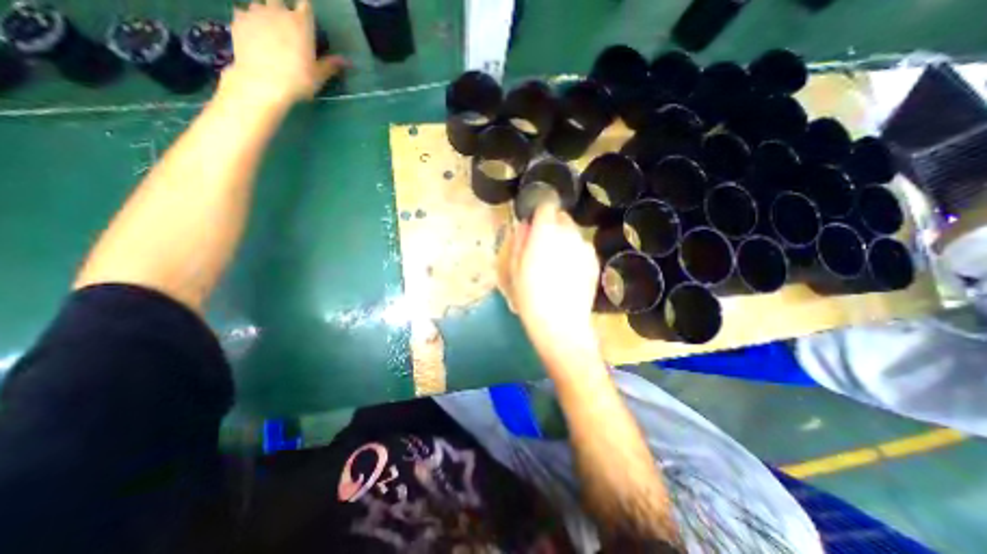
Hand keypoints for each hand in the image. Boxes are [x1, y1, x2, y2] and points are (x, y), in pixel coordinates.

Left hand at [224, 0, 347, 103]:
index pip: (305, 5)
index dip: (306, 11)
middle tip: (288, 27)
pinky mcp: (238, 19)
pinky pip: (244, 13)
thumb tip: (349, 62)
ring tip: (270, 31)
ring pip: (260, 4)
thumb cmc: (298, 79)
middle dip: (284, 9)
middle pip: (279, 0)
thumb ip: (332, 65)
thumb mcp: (319, 76)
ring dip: (266, 13)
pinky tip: (254, 35)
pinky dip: (250, 21)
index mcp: (301, 23)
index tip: (308, 20)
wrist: (262, 82)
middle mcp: (277, 11)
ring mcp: (254, 12)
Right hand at [508, 203, 602, 359]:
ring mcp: (584, 247)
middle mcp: (568, 233)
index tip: (534, 223)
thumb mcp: (514, 267)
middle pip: (561, 218)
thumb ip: (520, 240)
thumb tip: (525, 225)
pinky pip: (581, 249)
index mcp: (546, 232)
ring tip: (556, 265)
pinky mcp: (594, 261)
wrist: (560, 324)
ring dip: (564, 241)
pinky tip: (568, 274)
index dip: (539, 212)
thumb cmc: (529, 296)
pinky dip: (574, 254)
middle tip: (542, 248)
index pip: (546, 205)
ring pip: (573, 234)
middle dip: (552, 226)